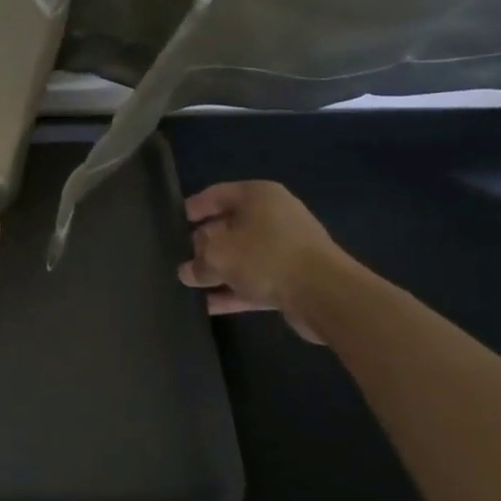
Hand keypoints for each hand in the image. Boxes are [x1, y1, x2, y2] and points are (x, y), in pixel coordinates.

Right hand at [177, 181, 350, 343]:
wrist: (326, 295)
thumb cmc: (265, 257)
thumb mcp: (217, 255)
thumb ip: (197, 262)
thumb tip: (188, 271)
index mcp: (258, 196)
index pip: (216, 194)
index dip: (193, 208)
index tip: (174, 222)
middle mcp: (275, 216)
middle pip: (230, 226)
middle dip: (204, 243)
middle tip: (180, 256)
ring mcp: (288, 248)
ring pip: (243, 256)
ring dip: (219, 270)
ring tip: (190, 283)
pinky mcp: (295, 277)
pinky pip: (257, 280)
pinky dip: (235, 290)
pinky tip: (210, 306)